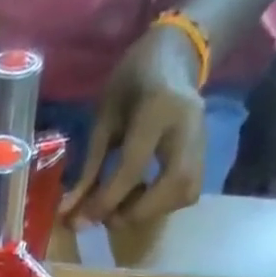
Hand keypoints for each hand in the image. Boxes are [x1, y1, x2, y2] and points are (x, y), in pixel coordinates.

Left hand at [63, 21, 206, 228]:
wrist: (174, 57)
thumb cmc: (131, 83)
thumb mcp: (102, 118)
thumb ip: (88, 168)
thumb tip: (69, 213)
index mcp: (158, 108)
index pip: (133, 167)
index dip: (106, 200)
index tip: (83, 220)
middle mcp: (188, 125)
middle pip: (173, 184)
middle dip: (138, 212)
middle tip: (110, 216)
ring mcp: (203, 138)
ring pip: (186, 192)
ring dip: (152, 212)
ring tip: (125, 206)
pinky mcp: (206, 151)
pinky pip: (188, 191)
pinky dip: (163, 205)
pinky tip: (142, 198)